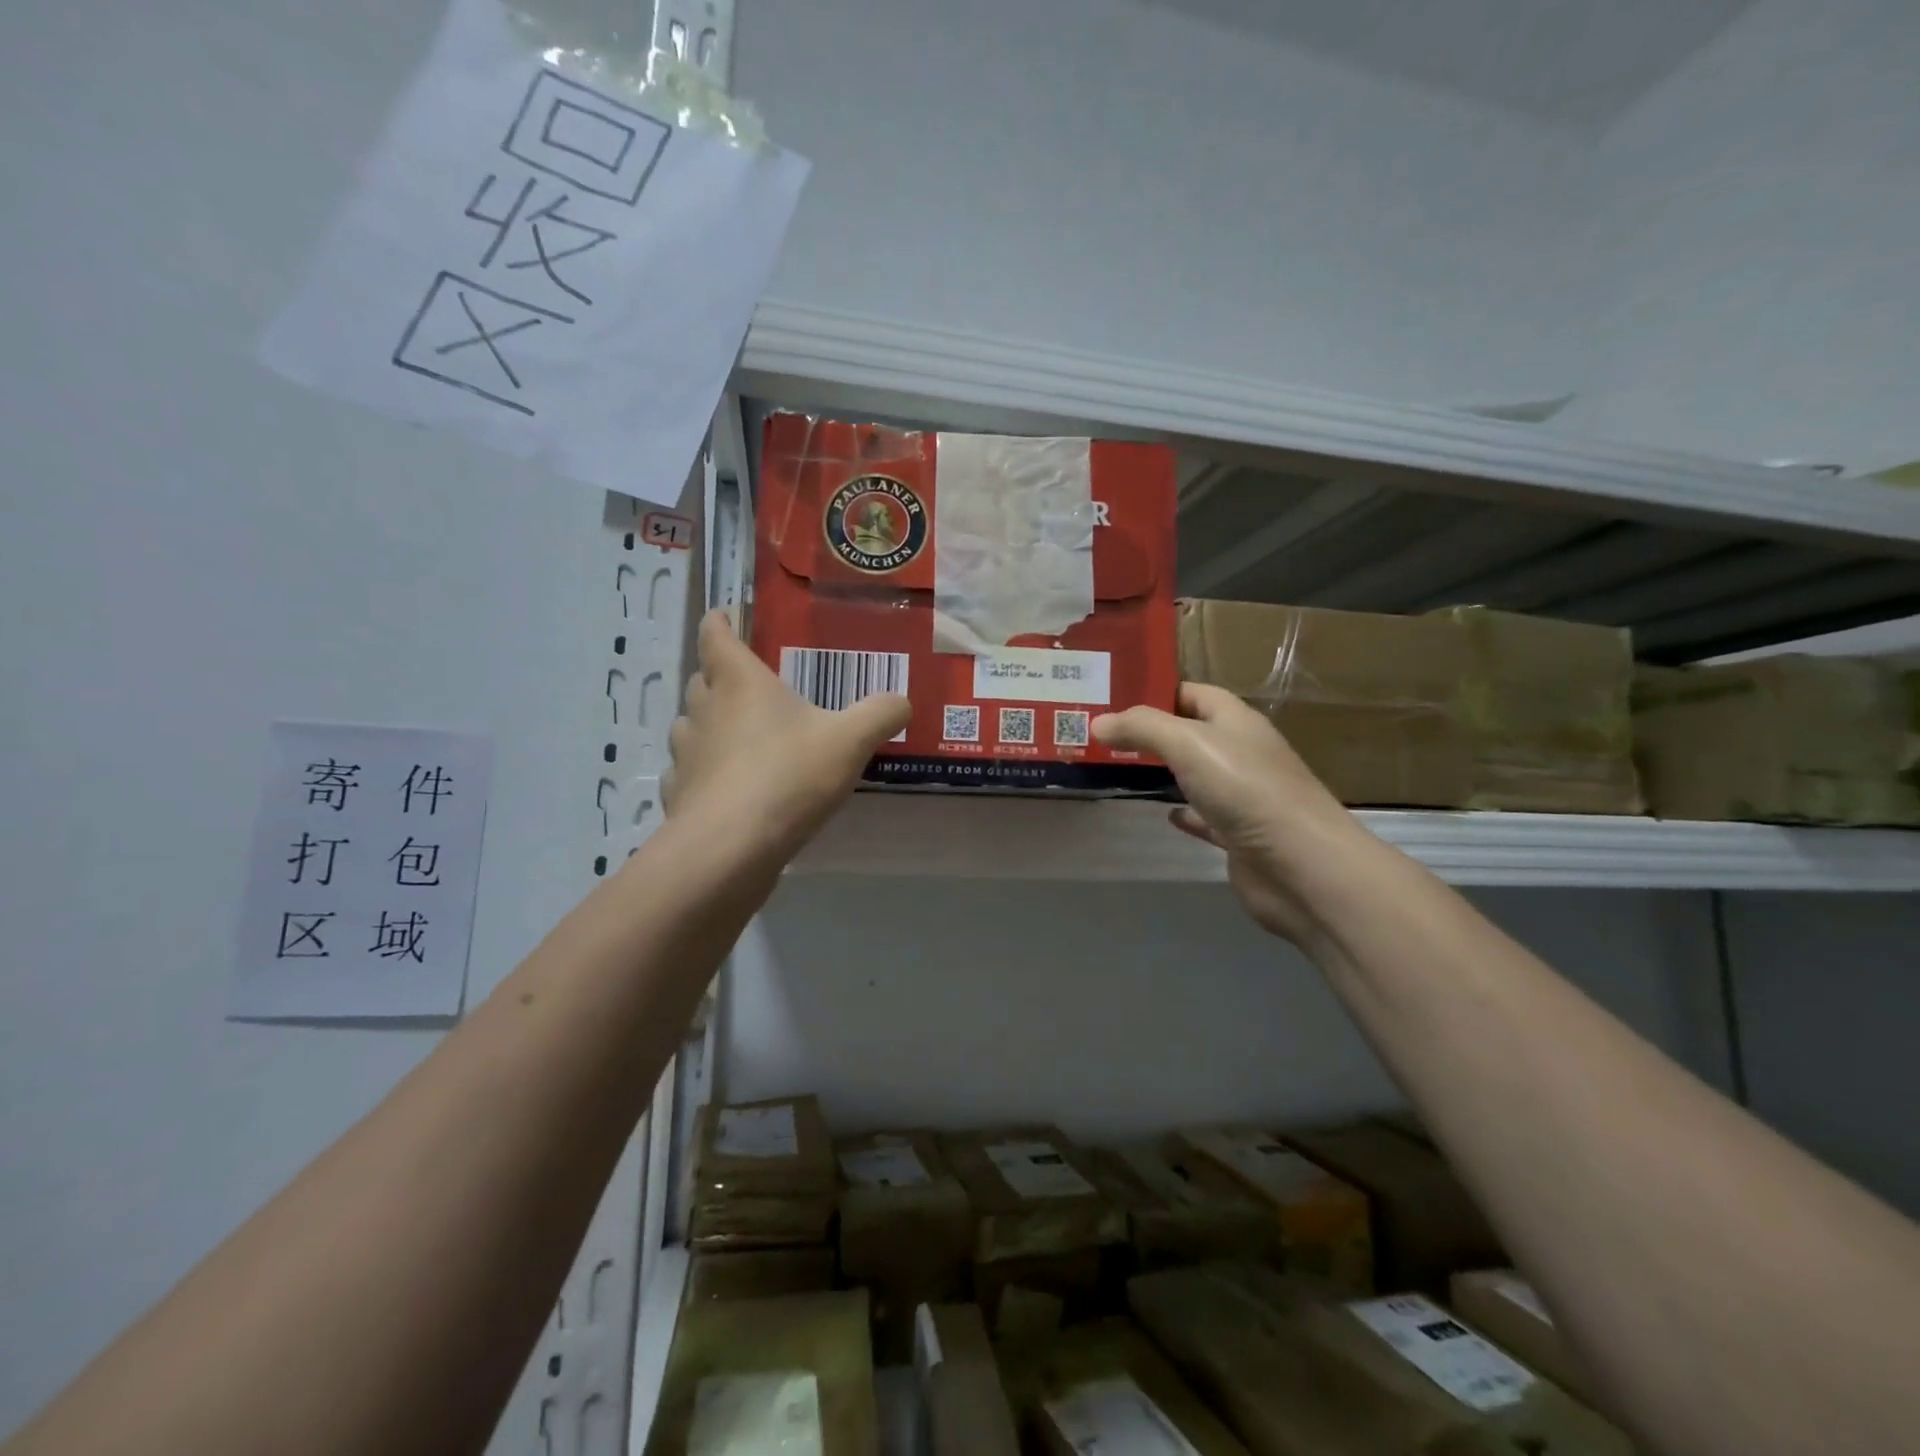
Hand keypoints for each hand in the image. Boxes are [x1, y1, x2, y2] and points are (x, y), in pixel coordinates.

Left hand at [665, 611, 909, 862]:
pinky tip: (726, 788)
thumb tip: (902, 701)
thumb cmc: (788, 776)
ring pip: (689, 726)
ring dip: (709, 725)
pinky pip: (687, 774)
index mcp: (739, 682)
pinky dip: (703, 773)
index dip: (720, 621)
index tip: (725, 615)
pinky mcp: (679, 796)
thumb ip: (879, 714)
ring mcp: (686, 755)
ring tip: (739, 736)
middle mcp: (704, 710)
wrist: (730, 848)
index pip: (716, 635)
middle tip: (750, 684)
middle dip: (720, 677)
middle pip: (701, 680)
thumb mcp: (850, 741)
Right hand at [1093, 684, 1376, 944]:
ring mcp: (1244, 796)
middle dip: (1154, 731)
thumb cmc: (1246, 790)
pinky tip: (1165, 814)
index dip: (1158, 690)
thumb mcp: (1189, 744)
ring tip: (1121, 768)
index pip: (1194, 693)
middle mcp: (1243, 753)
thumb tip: (1098, 723)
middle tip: (1105, 733)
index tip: (1114, 695)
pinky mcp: (1241, 836)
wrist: (1300, 866)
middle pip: (1194, 732)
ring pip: (1199, 774)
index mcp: (1237, 722)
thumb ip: (1142, 728)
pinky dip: (1186, 813)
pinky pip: (1207, 817)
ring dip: (1166, 770)